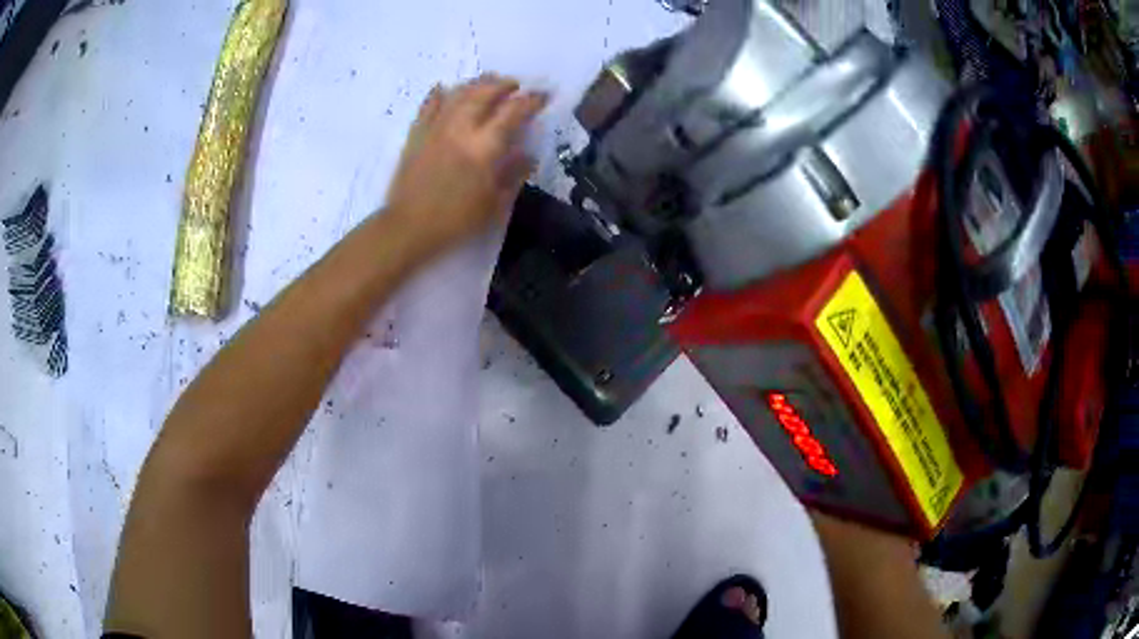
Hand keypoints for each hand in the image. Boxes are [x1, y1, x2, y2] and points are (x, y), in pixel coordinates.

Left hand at [385, 74, 548, 257]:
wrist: (408, 227)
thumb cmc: (455, 221)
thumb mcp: (494, 204)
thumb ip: (513, 175)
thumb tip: (528, 156)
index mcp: (485, 147)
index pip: (513, 112)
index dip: (531, 100)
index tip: (543, 95)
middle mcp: (461, 129)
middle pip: (484, 93)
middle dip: (503, 85)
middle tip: (515, 85)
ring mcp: (436, 128)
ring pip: (458, 94)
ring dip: (476, 84)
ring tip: (487, 82)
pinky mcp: (416, 134)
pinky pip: (428, 106)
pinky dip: (437, 94)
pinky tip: (444, 88)